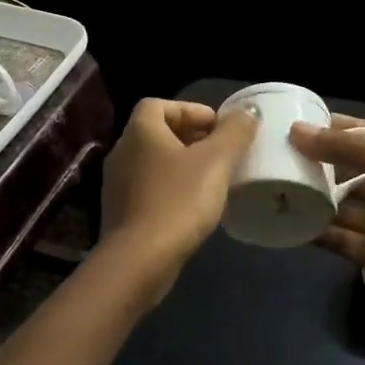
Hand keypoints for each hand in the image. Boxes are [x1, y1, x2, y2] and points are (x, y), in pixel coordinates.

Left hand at [100, 99, 257, 285]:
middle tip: (222, 153)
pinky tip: (192, 207)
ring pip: (153, 162)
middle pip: (157, 132)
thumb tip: (248, 110)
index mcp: (139, 131)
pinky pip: (149, 188)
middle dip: (191, 138)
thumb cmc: (178, 201)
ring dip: (181, 165)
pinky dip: (170, 188)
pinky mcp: (120, 212)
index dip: (191, 110)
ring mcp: (116, 184)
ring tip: (212, 179)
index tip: (219, 128)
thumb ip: (234, 132)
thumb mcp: (216, 162)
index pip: (160, 104)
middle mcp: (121, 151)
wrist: (139, 260)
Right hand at [290, 116, 364, 329]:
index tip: (291, 123)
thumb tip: (295, 131)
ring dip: (313, 198)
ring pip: (339, 205)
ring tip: (274, 189)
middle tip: (274, 158)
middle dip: (316, 163)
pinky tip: (287, 225)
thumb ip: (344, 148)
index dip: (329, 127)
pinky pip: (337, 239)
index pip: (359, 133)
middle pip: (346, 168)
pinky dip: (315, 232)